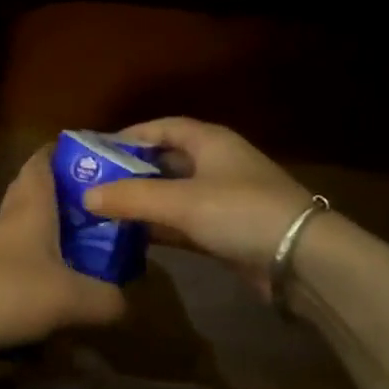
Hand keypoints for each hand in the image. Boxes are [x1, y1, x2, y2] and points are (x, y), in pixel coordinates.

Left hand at [0, 148, 124, 355]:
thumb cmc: (4, 291)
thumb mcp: (68, 297)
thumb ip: (105, 299)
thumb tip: (127, 302)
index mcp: (30, 205)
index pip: (42, 160)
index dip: (66, 151)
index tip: (98, 154)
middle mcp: (9, 219)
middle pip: (36, 194)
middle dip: (69, 197)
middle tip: (105, 209)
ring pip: (29, 231)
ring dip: (56, 236)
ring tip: (94, 250)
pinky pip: (20, 264)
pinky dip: (42, 270)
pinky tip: (63, 290)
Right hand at [83, 117, 313, 297]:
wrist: (302, 260)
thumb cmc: (240, 211)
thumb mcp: (181, 201)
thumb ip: (132, 198)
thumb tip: (86, 195)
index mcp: (209, 141)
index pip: (162, 127)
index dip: (129, 136)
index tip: (96, 151)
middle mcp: (215, 163)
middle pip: (165, 161)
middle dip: (131, 172)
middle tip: (93, 184)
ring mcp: (222, 198)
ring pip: (172, 195)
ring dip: (143, 203)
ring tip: (103, 211)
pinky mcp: (225, 230)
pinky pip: (183, 222)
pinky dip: (159, 227)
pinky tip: (131, 237)